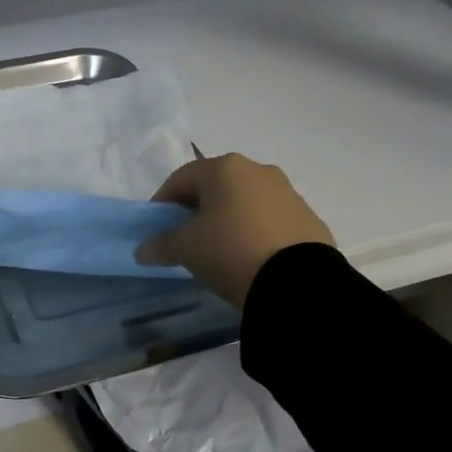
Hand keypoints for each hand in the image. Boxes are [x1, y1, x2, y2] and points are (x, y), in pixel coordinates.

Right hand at [136, 153, 333, 306]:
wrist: (297, 282)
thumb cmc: (230, 251)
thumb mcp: (186, 250)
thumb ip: (160, 245)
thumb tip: (143, 250)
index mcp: (224, 169)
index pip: (181, 178)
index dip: (162, 201)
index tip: (155, 226)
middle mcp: (258, 171)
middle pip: (216, 185)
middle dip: (197, 207)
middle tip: (186, 236)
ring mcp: (288, 192)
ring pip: (245, 201)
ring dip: (228, 218)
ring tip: (219, 249)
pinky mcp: (308, 218)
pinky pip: (270, 219)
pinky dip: (254, 231)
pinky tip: (249, 256)